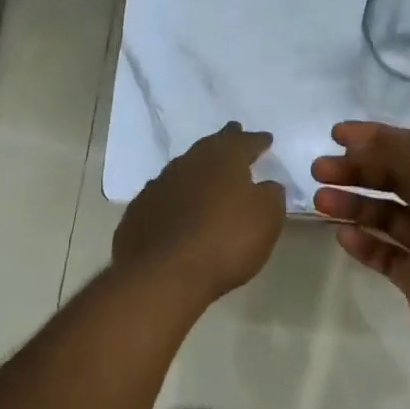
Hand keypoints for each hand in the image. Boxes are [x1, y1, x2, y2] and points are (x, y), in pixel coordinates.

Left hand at [113, 122, 285, 305]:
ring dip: (197, 168)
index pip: (244, 142)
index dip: (257, 141)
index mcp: (223, 160)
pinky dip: (175, 196)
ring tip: (206, 173)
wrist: (164, 274)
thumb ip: (271, 195)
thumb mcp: (266, 219)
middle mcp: (189, 164)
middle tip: (233, 134)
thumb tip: (266, 185)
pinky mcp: (139, 211)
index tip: (266, 139)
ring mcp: (159, 186)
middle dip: (225, 141)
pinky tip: (177, 205)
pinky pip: (163, 195)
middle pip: (210, 146)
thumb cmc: (226, 241)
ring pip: (183, 168)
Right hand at [312, 122, 409, 374]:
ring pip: (385, 216)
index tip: (334, 134)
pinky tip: (342, 236)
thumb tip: (364, 140)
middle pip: (394, 178)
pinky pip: (384, 253)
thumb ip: (402, 151)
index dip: (374, 137)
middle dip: (356, 170)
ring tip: (320, 202)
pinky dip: (363, 242)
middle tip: (318, 170)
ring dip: (353, 204)